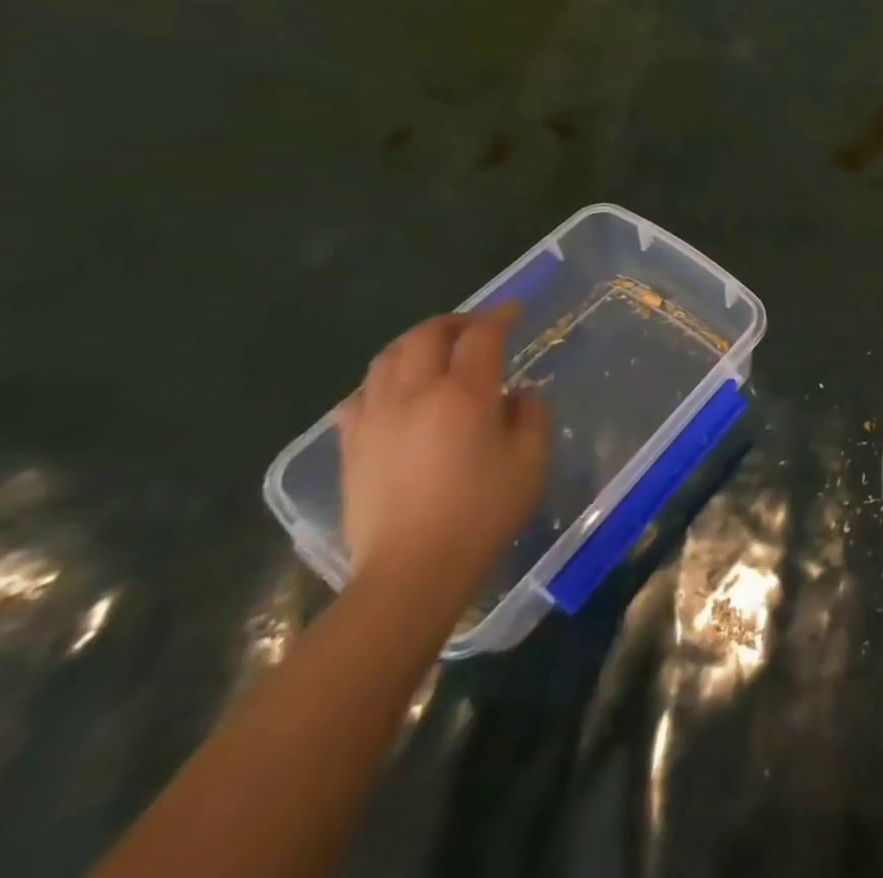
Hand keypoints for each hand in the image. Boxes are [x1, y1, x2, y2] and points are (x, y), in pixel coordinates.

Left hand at [336, 307, 547, 605]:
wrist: (410, 573)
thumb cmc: (481, 514)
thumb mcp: (529, 462)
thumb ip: (530, 416)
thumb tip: (519, 395)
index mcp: (463, 395)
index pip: (481, 336)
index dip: (499, 316)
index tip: (514, 310)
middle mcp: (414, 395)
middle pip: (426, 335)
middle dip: (454, 322)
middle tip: (477, 327)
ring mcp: (375, 419)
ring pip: (387, 358)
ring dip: (416, 343)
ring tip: (436, 351)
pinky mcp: (351, 445)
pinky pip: (360, 395)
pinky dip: (382, 379)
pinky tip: (396, 392)